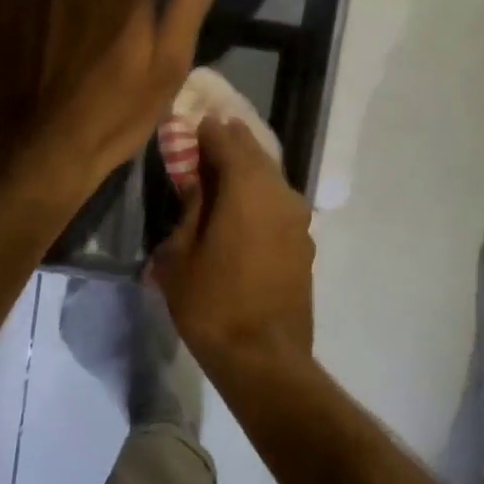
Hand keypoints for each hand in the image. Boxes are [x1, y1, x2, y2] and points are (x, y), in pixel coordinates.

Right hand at [151, 116, 314, 374]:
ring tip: (221, 177)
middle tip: (205, 143)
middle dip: (230, 145)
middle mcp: (280, 194)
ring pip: (270, 180)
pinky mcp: (305, 244)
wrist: (264, 356)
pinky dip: (260, 198)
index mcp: (247, 188)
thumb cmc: (212, 304)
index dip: (206, 131)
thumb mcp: (179, 256)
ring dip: (247, 172)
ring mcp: (298, 219)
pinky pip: (279, 206)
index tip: (190, 127)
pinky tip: (242, 213)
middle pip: (254, 154)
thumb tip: (196, 183)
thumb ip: (189, 210)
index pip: (227, 139)